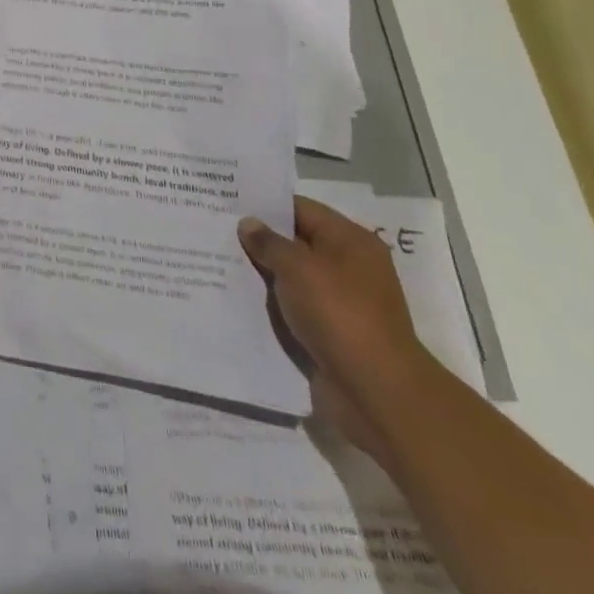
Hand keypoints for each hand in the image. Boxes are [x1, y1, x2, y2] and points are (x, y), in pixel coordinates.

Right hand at [239, 195, 438, 463]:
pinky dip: (272, 303)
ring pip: (293, 277)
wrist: (376, 393)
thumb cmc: (339, 315)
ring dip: (263, 273)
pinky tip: (238, 297)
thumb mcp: (298, 268)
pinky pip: (294, 308)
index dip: (265, 204)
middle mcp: (349, 267)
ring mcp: (341, 302)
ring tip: (218, 259)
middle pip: (296, 243)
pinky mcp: (331, 333)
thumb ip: (269, 242)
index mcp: (351, 241)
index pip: (301, 209)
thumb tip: (249, 224)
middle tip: (216, 228)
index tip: (228, 200)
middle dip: (260, 239)